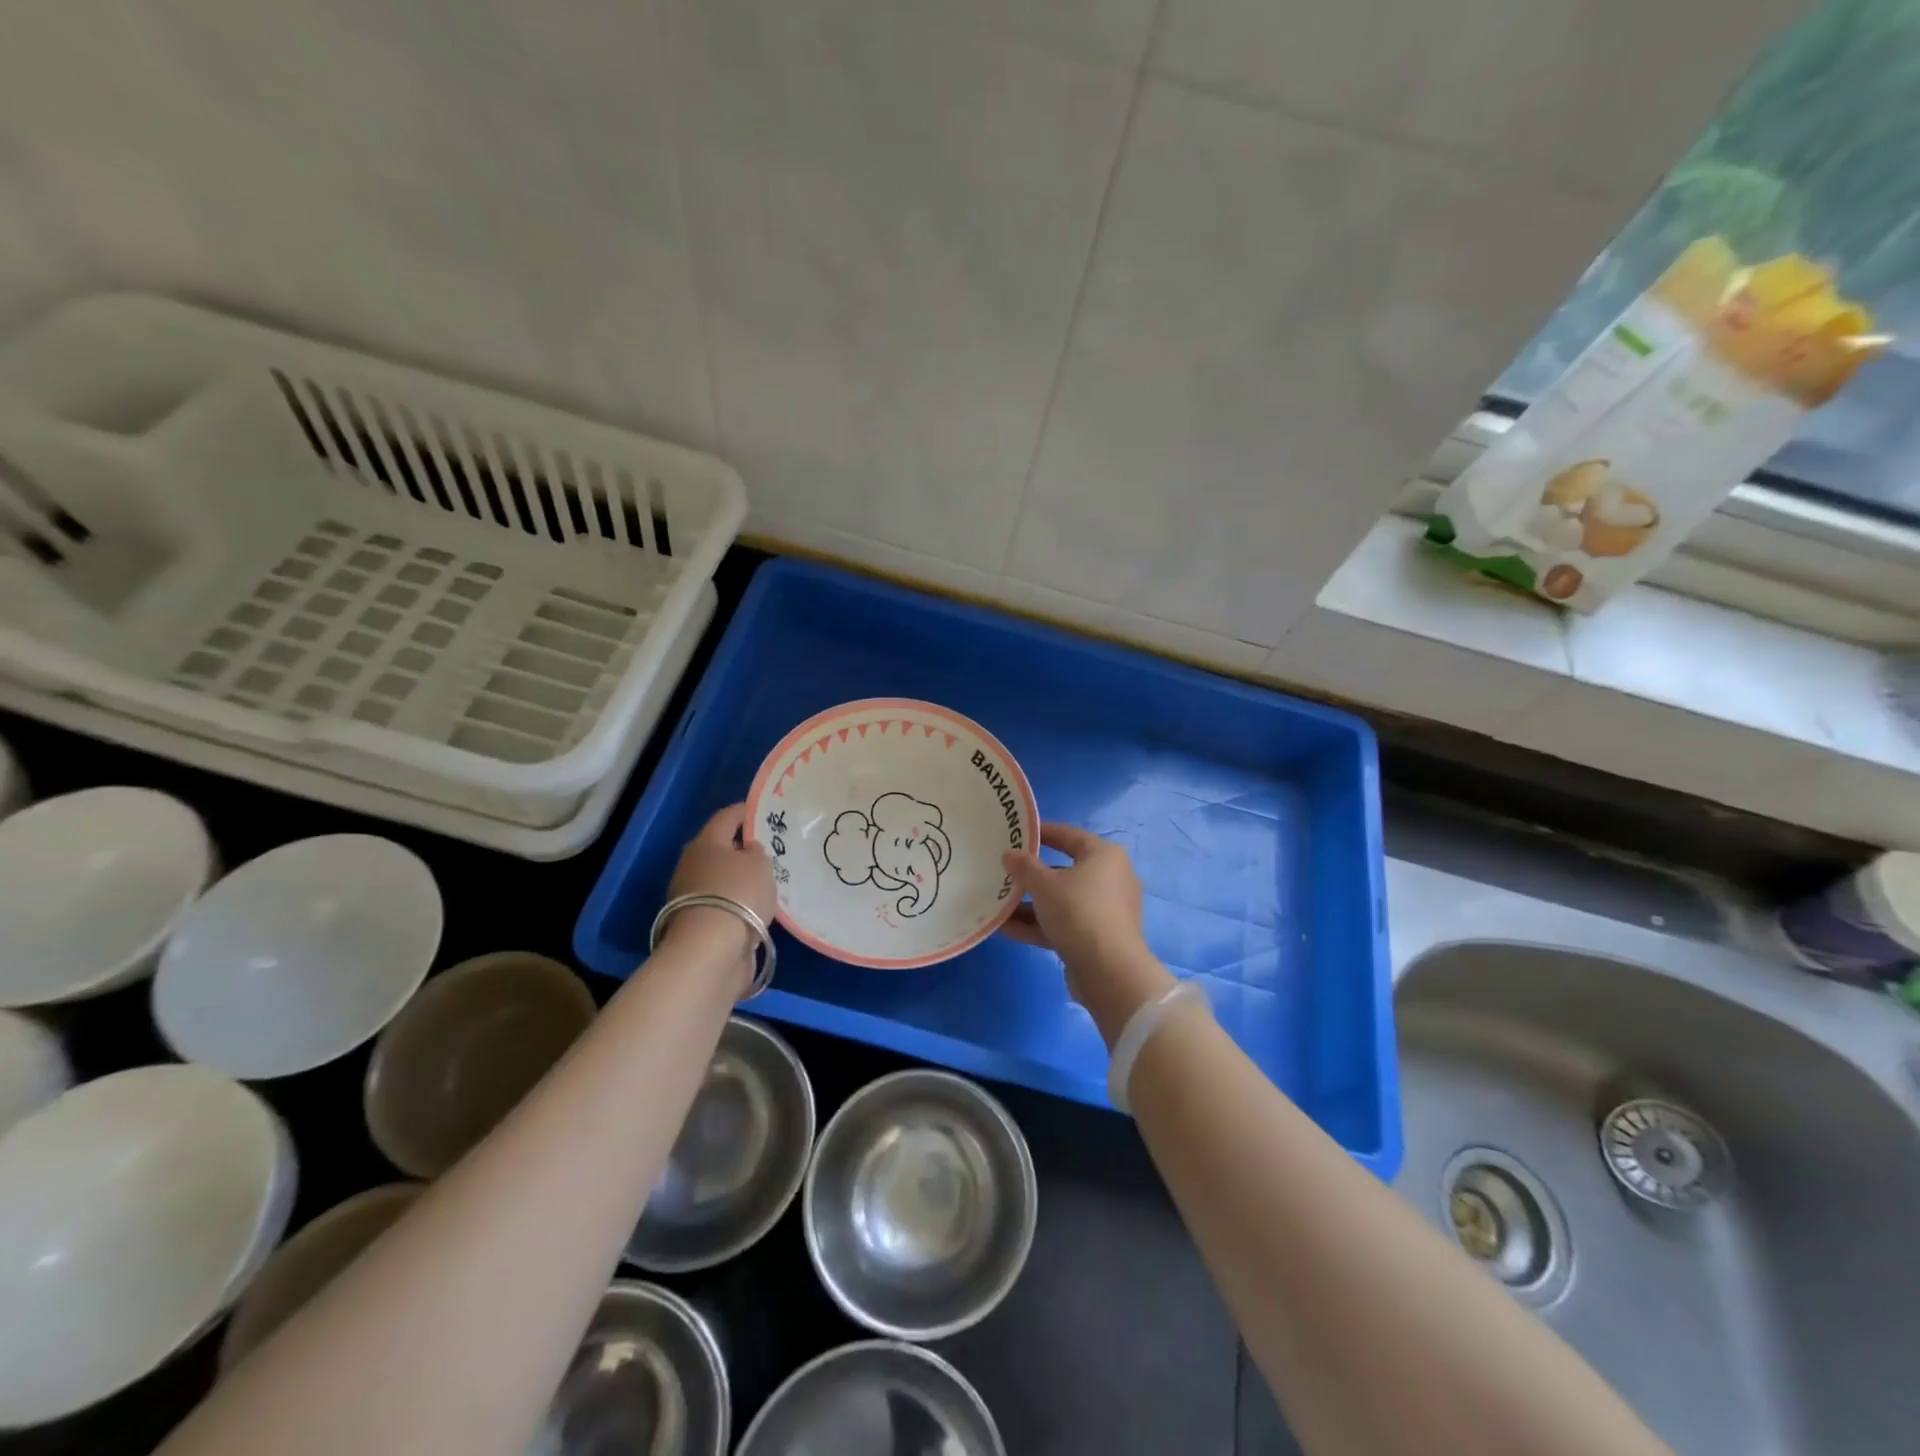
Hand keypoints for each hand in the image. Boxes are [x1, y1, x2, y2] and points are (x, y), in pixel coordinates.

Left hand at [663, 804, 776, 989]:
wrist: (710, 950)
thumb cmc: (738, 893)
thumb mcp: (759, 864)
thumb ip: (756, 852)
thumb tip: (747, 852)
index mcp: (706, 843)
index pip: (725, 818)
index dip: (743, 812)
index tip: (760, 810)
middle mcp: (692, 866)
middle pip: (719, 849)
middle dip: (740, 848)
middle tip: (767, 848)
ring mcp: (691, 897)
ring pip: (720, 878)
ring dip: (738, 879)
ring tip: (766, 880)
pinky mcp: (697, 924)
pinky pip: (722, 904)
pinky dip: (737, 903)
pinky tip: (756, 907)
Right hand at [1001, 823, 1174, 1043]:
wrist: (1109, 973)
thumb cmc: (1079, 913)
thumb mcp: (1044, 885)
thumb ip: (1024, 867)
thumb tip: (1009, 854)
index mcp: (1104, 856)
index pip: (1069, 835)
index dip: (1042, 832)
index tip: (1016, 833)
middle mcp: (1110, 879)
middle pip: (1063, 871)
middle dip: (1031, 875)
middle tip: (1003, 871)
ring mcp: (1105, 911)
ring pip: (1061, 901)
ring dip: (1030, 904)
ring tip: (996, 903)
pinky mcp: (1097, 938)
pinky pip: (1063, 924)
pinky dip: (1038, 925)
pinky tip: (1005, 928)